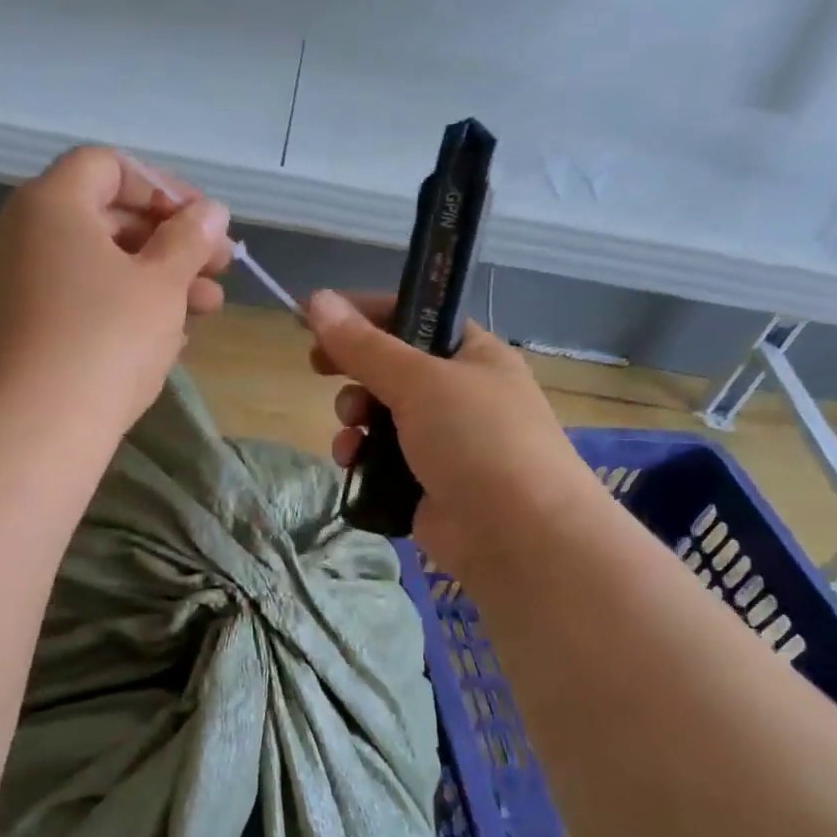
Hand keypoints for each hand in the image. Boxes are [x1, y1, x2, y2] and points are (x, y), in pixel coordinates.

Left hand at [0, 147, 232, 440]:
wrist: (38, 428)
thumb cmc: (107, 338)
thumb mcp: (162, 283)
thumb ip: (190, 238)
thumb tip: (211, 211)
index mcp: (51, 204)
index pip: (109, 167)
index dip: (163, 188)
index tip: (203, 223)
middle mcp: (22, 234)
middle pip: (106, 218)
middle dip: (170, 241)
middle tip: (220, 268)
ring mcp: (15, 285)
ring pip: (97, 265)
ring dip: (156, 279)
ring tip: (209, 309)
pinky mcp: (19, 329)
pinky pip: (78, 301)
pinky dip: (122, 308)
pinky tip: (167, 338)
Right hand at [306, 290, 603, 582]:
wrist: (519, 538)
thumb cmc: (478, 440)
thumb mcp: (418, 381)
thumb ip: (363, 345)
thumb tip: (316, 299)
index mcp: (472, 355)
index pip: (412, 316)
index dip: (364, 313)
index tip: (318, 316)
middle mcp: (459, 393)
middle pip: (390, 367)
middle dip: (354, 370)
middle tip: (318, 367)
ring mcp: (443, 441)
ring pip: (379, 415)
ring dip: (354, 417)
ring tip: (351, 429)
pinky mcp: (425, 483)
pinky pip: (380, 457)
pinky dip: (361, 455)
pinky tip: (351, 461)